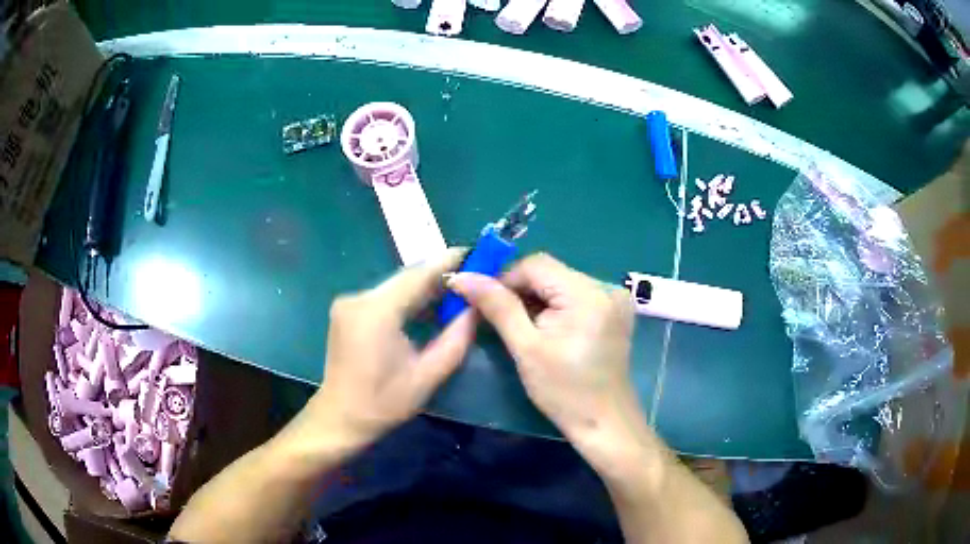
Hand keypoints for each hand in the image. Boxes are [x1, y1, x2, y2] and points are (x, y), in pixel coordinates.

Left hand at [307, 249, 476, 447]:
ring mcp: (349, 302)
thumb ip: (456, 338)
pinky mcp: (347, 310)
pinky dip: (407, 299)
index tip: (477, 255)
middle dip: (439, 276)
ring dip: (424, 288)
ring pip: (396, 285)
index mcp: (377, 311)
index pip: (419, 275)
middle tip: (472, 277)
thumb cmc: (383, 403)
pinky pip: (384, 296)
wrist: (339, 418)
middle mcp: (359, 298)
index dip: (449, 262)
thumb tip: (476, 308)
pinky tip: (427, 308)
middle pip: (406, 278)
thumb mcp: (428, 375)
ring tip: (455, 294)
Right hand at [447, 253, 639, 441]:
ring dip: (537, 300)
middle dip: (520, 291)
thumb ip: (497, 307)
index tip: (485, 304)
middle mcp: (606, 287)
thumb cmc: (564, 392)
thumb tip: (463, 277)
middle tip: (500, 320)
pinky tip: (547, 330)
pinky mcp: (614, 312)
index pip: (536, 264)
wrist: (605, 424)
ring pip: (561, 283)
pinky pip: (576, 296)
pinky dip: (556, 307)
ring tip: (523, 329)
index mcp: (587, 293)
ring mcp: (614, 299)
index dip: (505, 279)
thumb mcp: (526, 348)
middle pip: (550, 272)